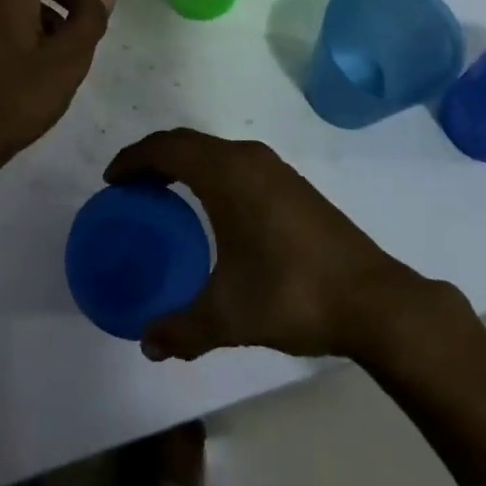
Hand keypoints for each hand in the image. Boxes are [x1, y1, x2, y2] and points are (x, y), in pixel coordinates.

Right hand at [104, 128, 469, 362]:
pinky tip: (210, 210)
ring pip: (213, 150)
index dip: (133, 159)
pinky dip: (208, 173)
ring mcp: (273, 168)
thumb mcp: (229, 316)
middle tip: (129, 189)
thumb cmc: (292, 294)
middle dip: (153, 158)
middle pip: (187, 142)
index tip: (110, 182)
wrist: (374, 299)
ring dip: (183, 164)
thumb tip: (147, 344)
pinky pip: (234, 163)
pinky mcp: (291, 184)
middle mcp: (247, 159)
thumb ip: (182, 328)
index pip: (166, 148)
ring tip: (163, 196)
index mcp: (226, 173)